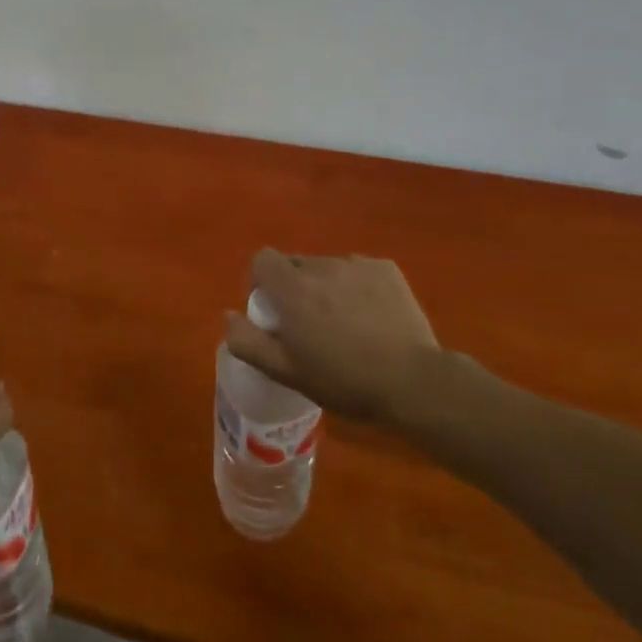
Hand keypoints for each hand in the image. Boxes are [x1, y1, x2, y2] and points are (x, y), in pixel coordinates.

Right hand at [224, 250, 449, 428]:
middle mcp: (322, 266)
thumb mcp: (286, 371)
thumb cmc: (343, 380)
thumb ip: (247, 341)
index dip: (261, 281)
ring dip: (327, 287)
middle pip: (296, 264)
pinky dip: (357, 287)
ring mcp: (357, 264)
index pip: (262, 259)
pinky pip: (359, 271)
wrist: (412, 382)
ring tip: (345, 323)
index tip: (272, 311)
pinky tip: (372, 316)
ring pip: (329, 268)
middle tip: (310, 324)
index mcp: (292, 288)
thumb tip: (228, 315)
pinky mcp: (387, 269)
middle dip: (295, 286)